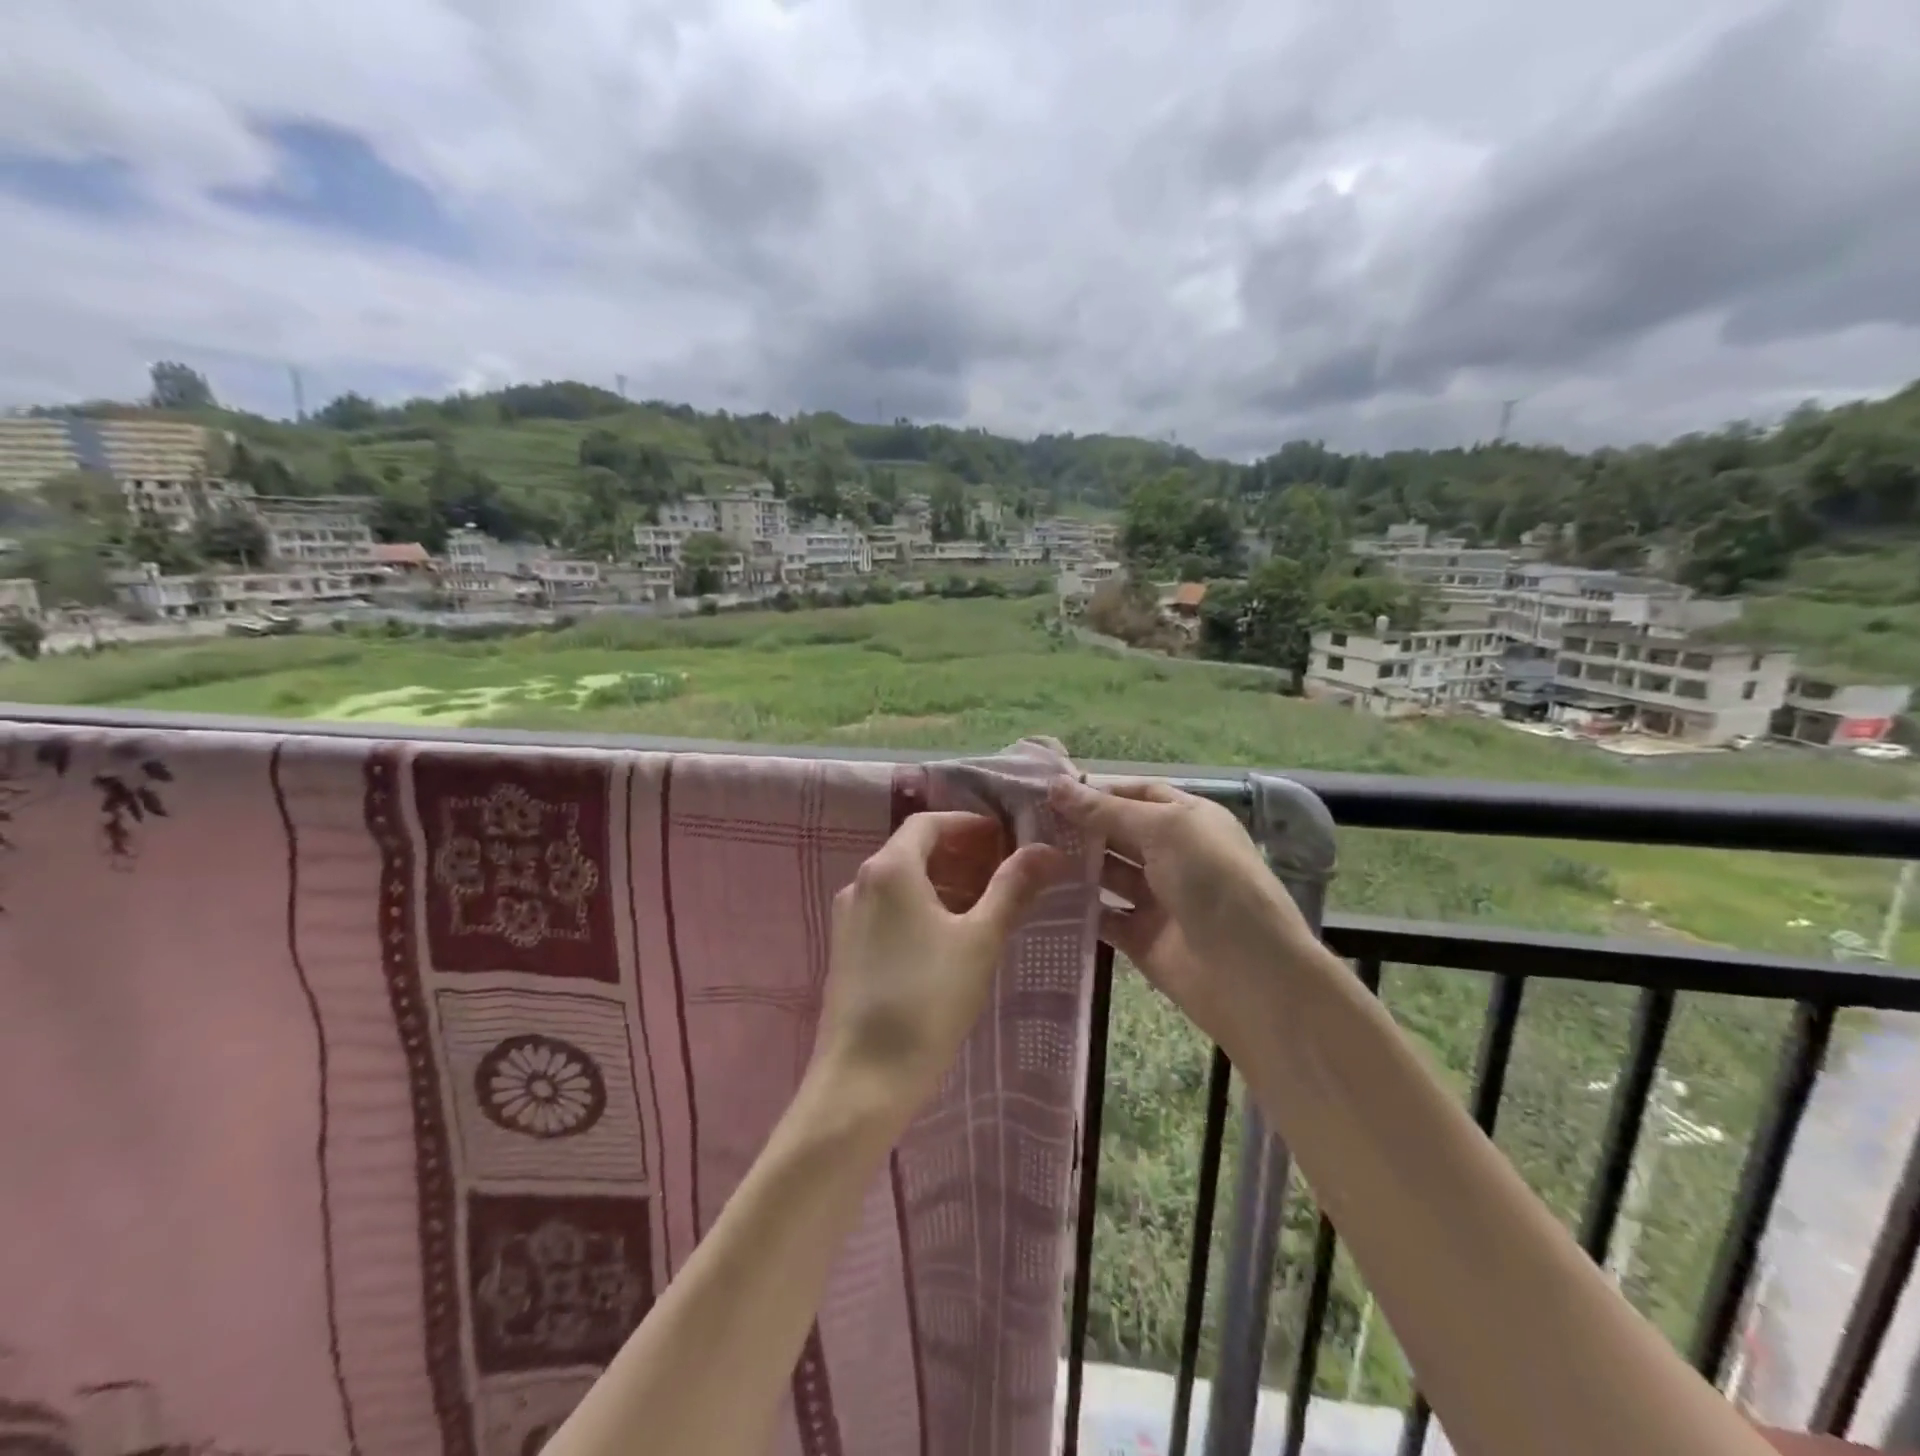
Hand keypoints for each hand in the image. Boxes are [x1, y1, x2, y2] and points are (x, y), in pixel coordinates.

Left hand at [810, 811, 1068, 1130]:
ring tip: (984, 906)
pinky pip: (888, 910)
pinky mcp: (847, 949)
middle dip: (960, 854)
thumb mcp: (980, 940)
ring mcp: (848, 917)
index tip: (1005, 840)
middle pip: (913, 850)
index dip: (969, 825)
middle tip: (1003, 872)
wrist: (863, 1079)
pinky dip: (921, 907)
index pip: (929, 822)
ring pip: (901, 883)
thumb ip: (1012, 889)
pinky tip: (949, 938)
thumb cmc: (927, 999)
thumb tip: (1047, 850)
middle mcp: (861, 882)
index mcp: (890, 869)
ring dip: (943, 882)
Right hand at [1049, 778, 1308, 1040]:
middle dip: (1078, 826)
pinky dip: (1076, 908)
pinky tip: (1040, 896)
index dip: (1098, 790)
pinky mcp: (1141, 937)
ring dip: (1073, 864)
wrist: (1249, 974)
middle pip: (1117, 832)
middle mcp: (1173, 855)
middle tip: (1025, 823)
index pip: (1138, 794)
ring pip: (1106, 873)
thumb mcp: (1164, 830)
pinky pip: (1102, 916)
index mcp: (1188, 820)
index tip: (1049, 791)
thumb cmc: (1213, 882)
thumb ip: (1106, 810)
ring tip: (1024, 855)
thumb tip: (1055, 785)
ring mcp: (1157, 898)